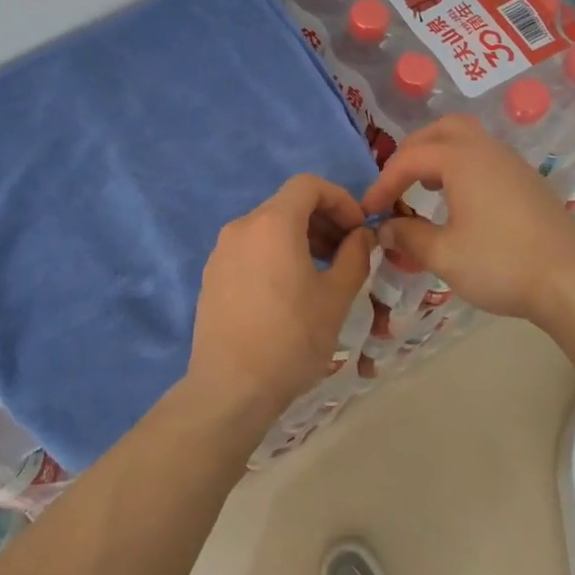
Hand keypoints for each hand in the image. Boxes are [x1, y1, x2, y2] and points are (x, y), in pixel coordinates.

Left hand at [187, 174, 373, 423]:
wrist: (230, 388)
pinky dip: (275, 254)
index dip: (340, 199)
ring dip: (300, 238)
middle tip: (347, 253)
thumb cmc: (291, 339)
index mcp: (272, 224)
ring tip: (322, 274)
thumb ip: (354, 256)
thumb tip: (362, 236)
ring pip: (267, 228)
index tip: (358, 230)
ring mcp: (221, 252)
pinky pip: (250, 250)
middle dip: (322, 220)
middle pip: (287, 205)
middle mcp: (241, 227)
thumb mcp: (336, 297)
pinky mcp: (212, 276)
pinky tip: (289, 291)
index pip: (308, 185)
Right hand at [363, 115, 574, 321]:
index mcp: (463, 160)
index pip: (410, 158)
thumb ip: (408, 236)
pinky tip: (459, 202)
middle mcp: (488, 151)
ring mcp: (514, 164)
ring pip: (469, 140)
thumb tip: (385, 228)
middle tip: (396, 181)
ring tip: (423, 188)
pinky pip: (487, 159)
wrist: (571, 283)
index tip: (369, 210)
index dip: (383, 182)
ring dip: (440, 156)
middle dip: (413, 151)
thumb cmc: (500, 264)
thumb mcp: (443, 255)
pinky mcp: (529, 183)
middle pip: (443, 130)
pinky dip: (463, 168)